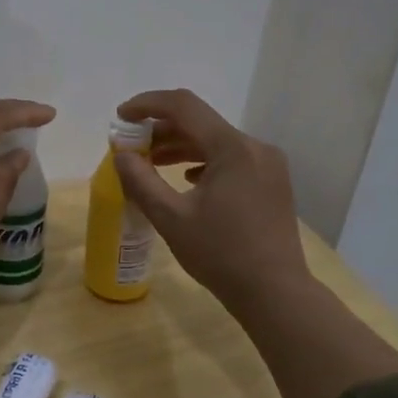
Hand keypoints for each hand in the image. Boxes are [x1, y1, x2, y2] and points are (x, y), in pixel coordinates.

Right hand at [111, 89, 312, 315]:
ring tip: (151, 162)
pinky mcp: (272, 182)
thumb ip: (141, 180)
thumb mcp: (171, 218)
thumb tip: (121, 154)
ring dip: (182, 146)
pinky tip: (187, 179)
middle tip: (132, 146)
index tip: (121, 116)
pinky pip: (232, 158)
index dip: (148, 104)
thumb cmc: (221, 255)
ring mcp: (268, 164)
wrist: (276, 293)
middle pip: (200, 122)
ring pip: (216, 141)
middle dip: (162, 129)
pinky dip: (204, 161)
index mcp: (232, 148)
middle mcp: (254, 146)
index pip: (183, 106)